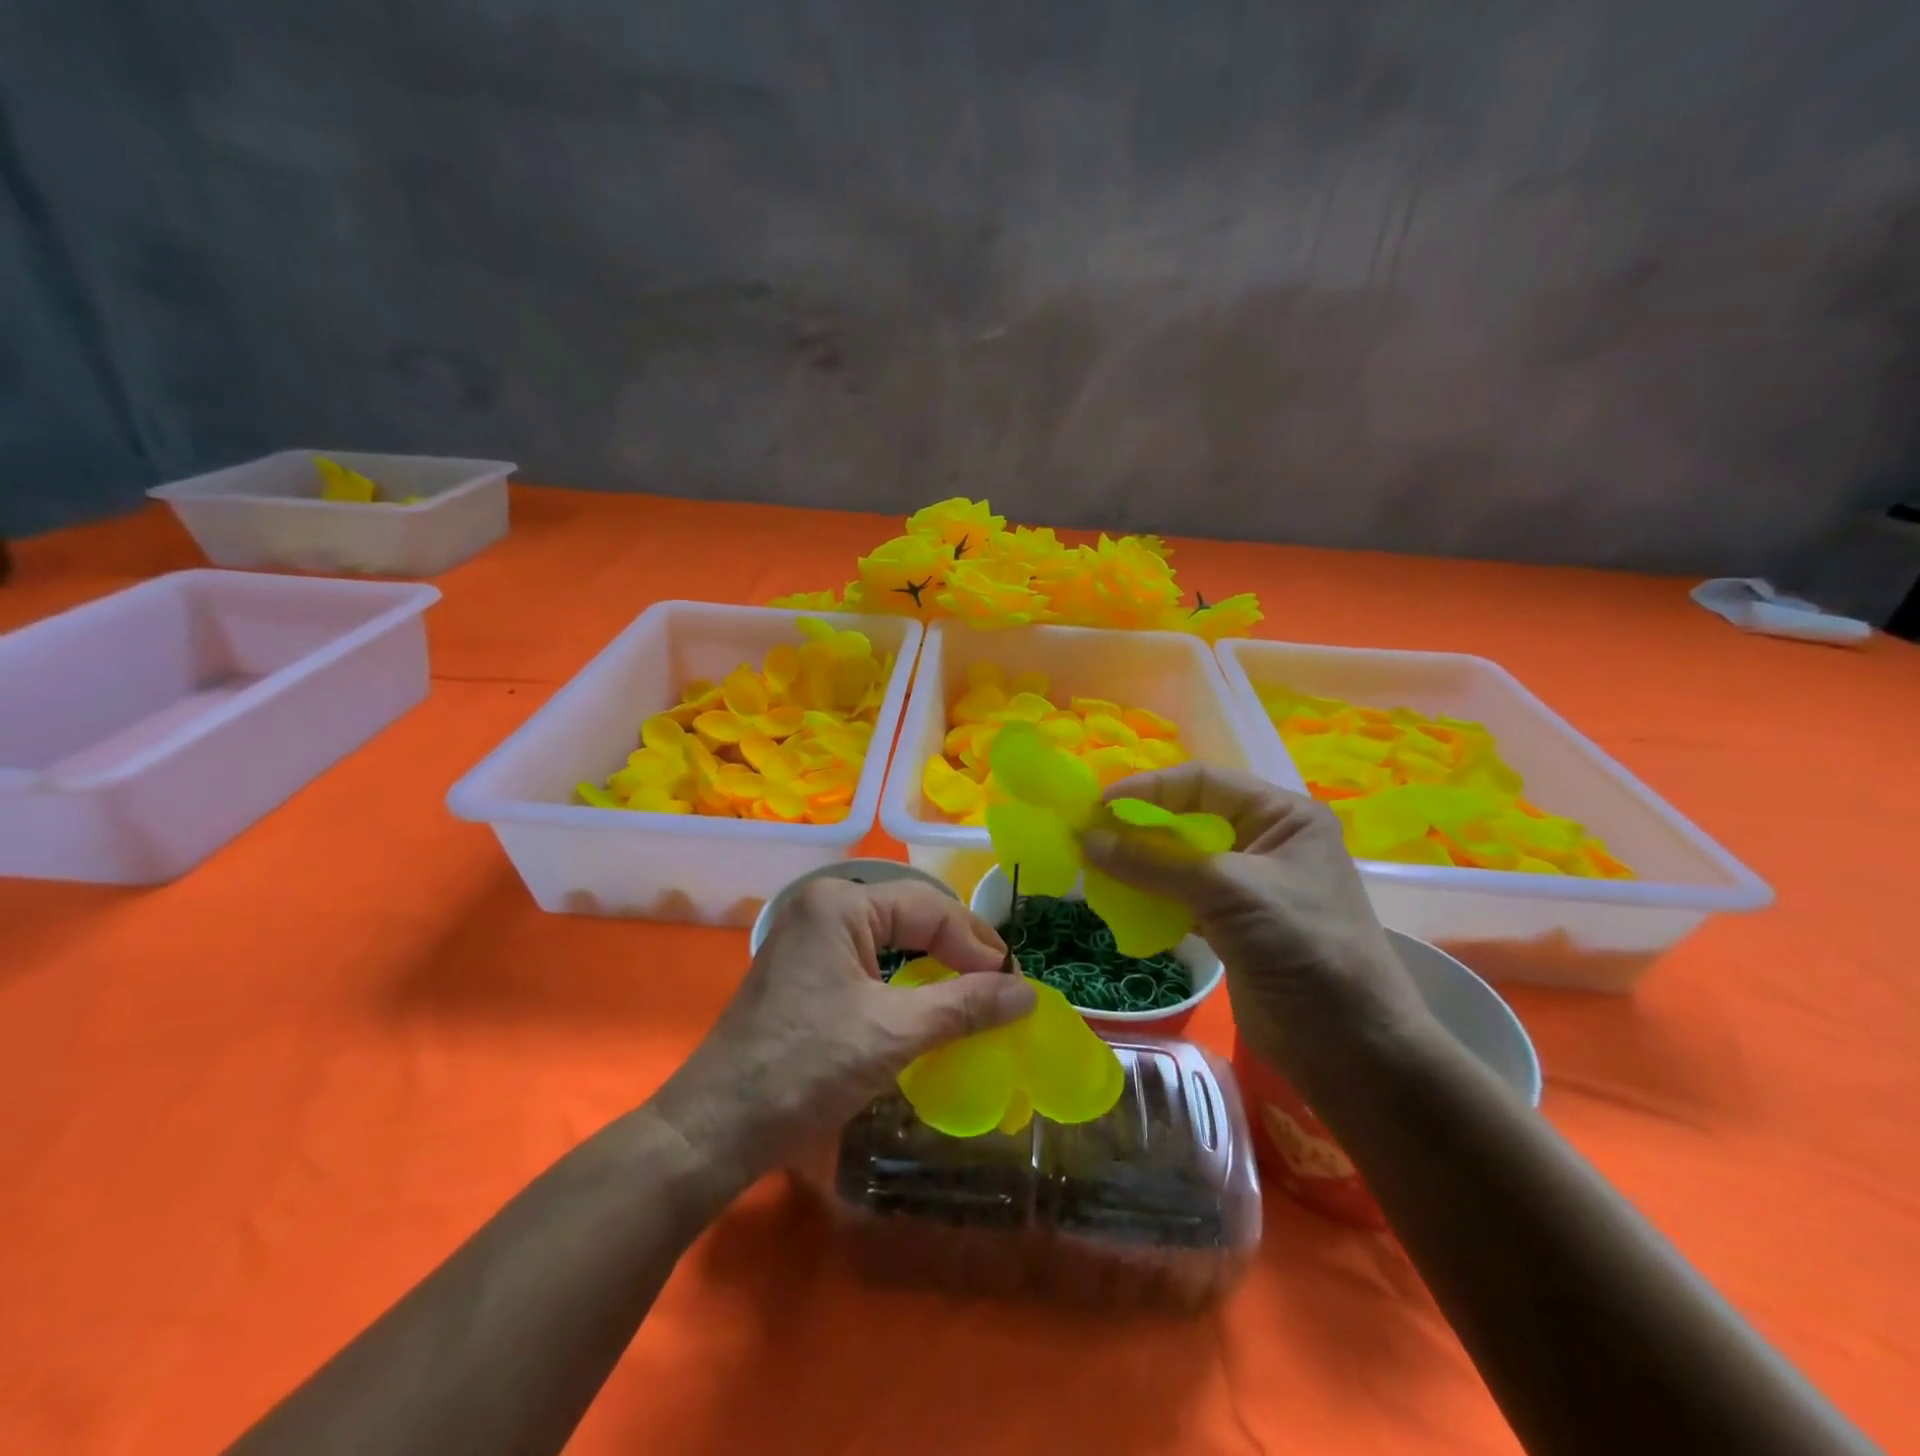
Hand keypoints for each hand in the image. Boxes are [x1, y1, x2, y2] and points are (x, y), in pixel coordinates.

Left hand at [656, 878, 1035, 1179]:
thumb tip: (1028, 993)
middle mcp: (822, 905)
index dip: (976, 944)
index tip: (1014, 984)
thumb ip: (965, 1006)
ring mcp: (808, 936)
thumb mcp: (894, 1033)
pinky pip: (868, 957)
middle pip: (910, 914)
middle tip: (999, 984)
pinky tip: (925, 996)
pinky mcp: (803, 968)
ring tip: (973, 988)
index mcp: (840, 902)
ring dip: (933, 960)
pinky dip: (903, 974)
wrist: (716, 1129)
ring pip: (890, 935)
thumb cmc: (806, 1069)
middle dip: (957, 947)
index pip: (929, 908)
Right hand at [1083, 764, 1432, 1087]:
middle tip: (1089, 838)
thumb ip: (1152, 864)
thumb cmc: (1301, 946)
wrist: (1350, 1046)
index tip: (1098, 807)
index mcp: (1281, 814)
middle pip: (1188, 818)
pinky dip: (1151, 897)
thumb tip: (1086, 839)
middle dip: (1139, 828)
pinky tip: (1121, 904)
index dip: (1148, 789)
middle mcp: (1265, 840)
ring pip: (1180, 860)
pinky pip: (1181, 896)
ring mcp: (1248, 883)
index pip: (1202, 782)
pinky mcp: (1233, 922)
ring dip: (1140, 864)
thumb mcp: (1227, 892)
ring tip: (1096, 870)